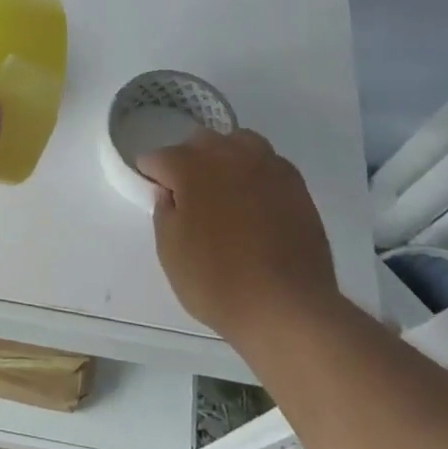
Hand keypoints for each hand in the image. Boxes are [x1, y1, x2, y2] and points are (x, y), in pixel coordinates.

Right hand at [137, 128, 337, 341]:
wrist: (288, 306)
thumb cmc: (218, 280)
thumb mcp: (170, 252)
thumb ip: (163, 213)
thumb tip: (169, 193)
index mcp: (191, 166)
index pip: (158, 158)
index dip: (151, 177)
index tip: (155, 198)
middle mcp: (228, 154)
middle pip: (199, 142)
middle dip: (188, 162)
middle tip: (188, 197)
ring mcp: (267, 165)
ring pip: (237, 143)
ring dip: (224, 159)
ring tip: (224, 193)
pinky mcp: (296, 183)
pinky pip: (267, 164)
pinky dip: (254, 175)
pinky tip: (255, 204)